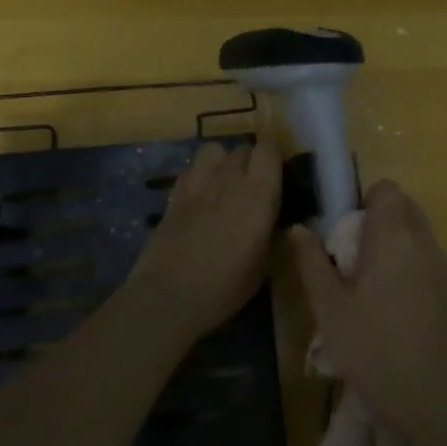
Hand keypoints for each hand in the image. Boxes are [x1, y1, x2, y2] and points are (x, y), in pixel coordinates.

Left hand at [130, 139, 282, 340]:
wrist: (169, 296)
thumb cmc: (225, 287)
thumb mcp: (263, 265)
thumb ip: (269, 232)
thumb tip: (271, 222)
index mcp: (259, 194)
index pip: (269, 149)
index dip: (273, 160)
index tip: (277, 179)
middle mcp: (230, 179)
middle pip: (243, 149)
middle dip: (250, 163)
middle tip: (252, 189)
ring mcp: (198, 183)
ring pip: (214, 151)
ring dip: (222, 162)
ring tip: (224, 184)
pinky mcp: (174, 194)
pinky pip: (192, 169)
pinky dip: (199, 176)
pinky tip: (200, 197)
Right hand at [289, 179, 446, 442]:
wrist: (435, 401)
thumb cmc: (373, 349)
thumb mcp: (329, 309)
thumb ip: (312, 263)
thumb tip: (299, 228)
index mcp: (394, 236)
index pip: (387, 190)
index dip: (366, 203)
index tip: (348, 234)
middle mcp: (425, 242)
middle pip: (404, 209)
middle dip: (380, 224)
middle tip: (355, 262)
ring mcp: (446, 267)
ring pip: (419, 237)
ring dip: (397, 248)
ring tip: (374, 290)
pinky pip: (431, 263)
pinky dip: (414, 271)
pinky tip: (399, 312)